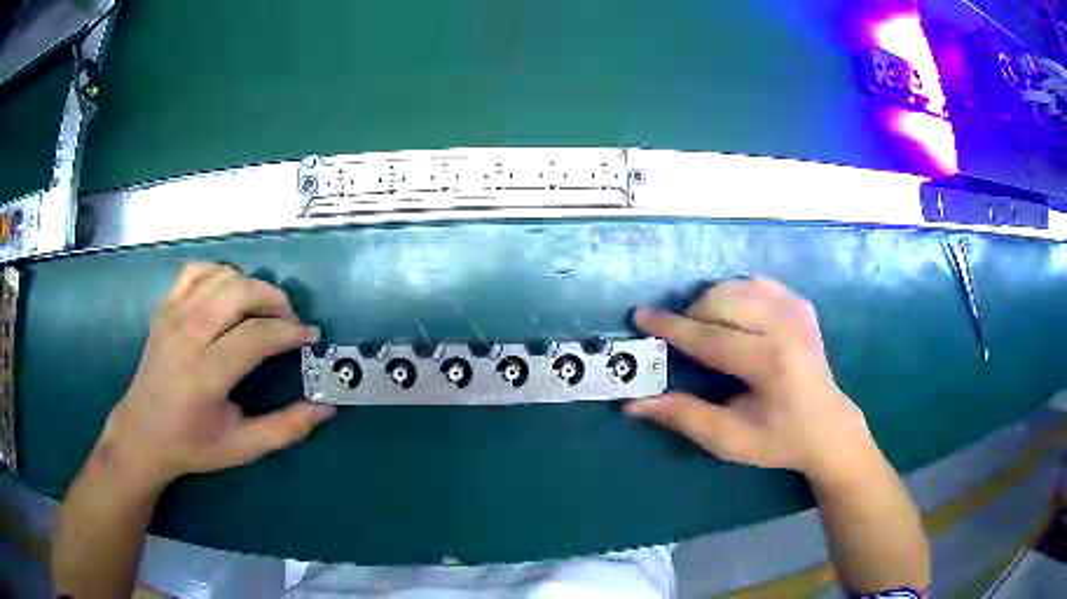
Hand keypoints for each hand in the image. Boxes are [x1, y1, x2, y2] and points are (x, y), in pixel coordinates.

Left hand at [97, 262, 335, 490]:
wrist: (142, 434)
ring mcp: (172, 316)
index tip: (310, 338)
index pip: (256, 336)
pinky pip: (196, 271)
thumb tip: (326, 408)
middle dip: (275, 300)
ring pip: (221, 277)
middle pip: (240, 293)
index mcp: (205, 376)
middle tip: (291, 320)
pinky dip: (219, 273)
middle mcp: (187, 337)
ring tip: (264, 309)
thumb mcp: (242, 448)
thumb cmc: (193, 445)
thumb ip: (285, 429)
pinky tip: (229, 294)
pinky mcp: (164, 308)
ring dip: (252, 285)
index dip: (290, 332)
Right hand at [627, 277, 873, 481]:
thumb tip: (634, 405)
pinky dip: (735, 295)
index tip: (640, 316)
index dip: (671, 327)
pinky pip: (755, 284)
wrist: (828, 426)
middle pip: (722, 300)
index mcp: (771, 364)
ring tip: (707, 330)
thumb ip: (684, 417)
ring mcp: (797, 310)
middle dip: (692, 315)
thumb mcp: (730, 440)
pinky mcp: (800, 303)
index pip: (711, 337)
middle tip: (682, 340)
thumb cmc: (778, 439)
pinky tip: (734, 319)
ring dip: (711, 302)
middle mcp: (786, 327)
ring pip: (736, 285)